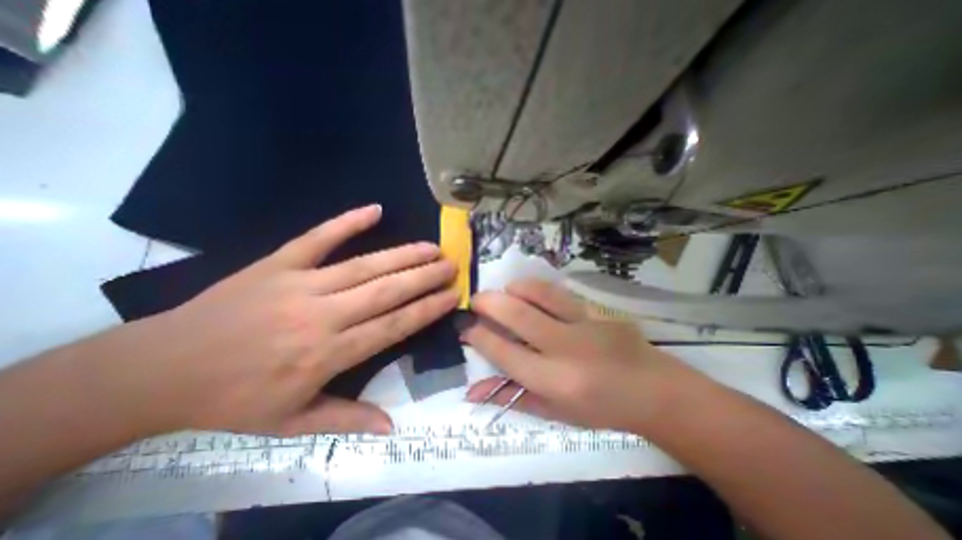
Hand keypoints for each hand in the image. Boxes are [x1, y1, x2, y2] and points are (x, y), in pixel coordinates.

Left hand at [107, 205, 457, 435]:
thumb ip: (347, 420)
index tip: (451, 296)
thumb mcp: (291, 423)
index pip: (393, 326)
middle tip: (451, 265)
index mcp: (328, 354)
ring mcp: (300, 285)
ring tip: (431, 247)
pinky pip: (318, 238)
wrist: (155, 372)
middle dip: (424, 277)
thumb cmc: (231, 401)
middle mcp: (322, 316)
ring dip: (402, 255)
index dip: (426, 309)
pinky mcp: (277, 264)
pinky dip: (346, 222)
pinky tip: (373, 209)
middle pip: (386, 291)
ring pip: (364, 266)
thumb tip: (391, 427)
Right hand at [462, 280, 695, 431]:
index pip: (504, 352)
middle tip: (476, 300)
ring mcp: (584, 323)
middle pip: (516, 315)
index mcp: (553, 381)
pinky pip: (558, 292)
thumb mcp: (553, 412)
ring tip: (504, 293)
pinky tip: (529, 293)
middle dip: (488, 302)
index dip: (479, 336)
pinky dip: (536, 289)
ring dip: (513, 289)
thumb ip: (511, 397)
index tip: (467, 327)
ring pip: (538, 293)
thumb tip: (472, 392)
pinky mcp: (596, 309)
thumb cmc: (599, 409)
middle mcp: (565, 349)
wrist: (653, 390)